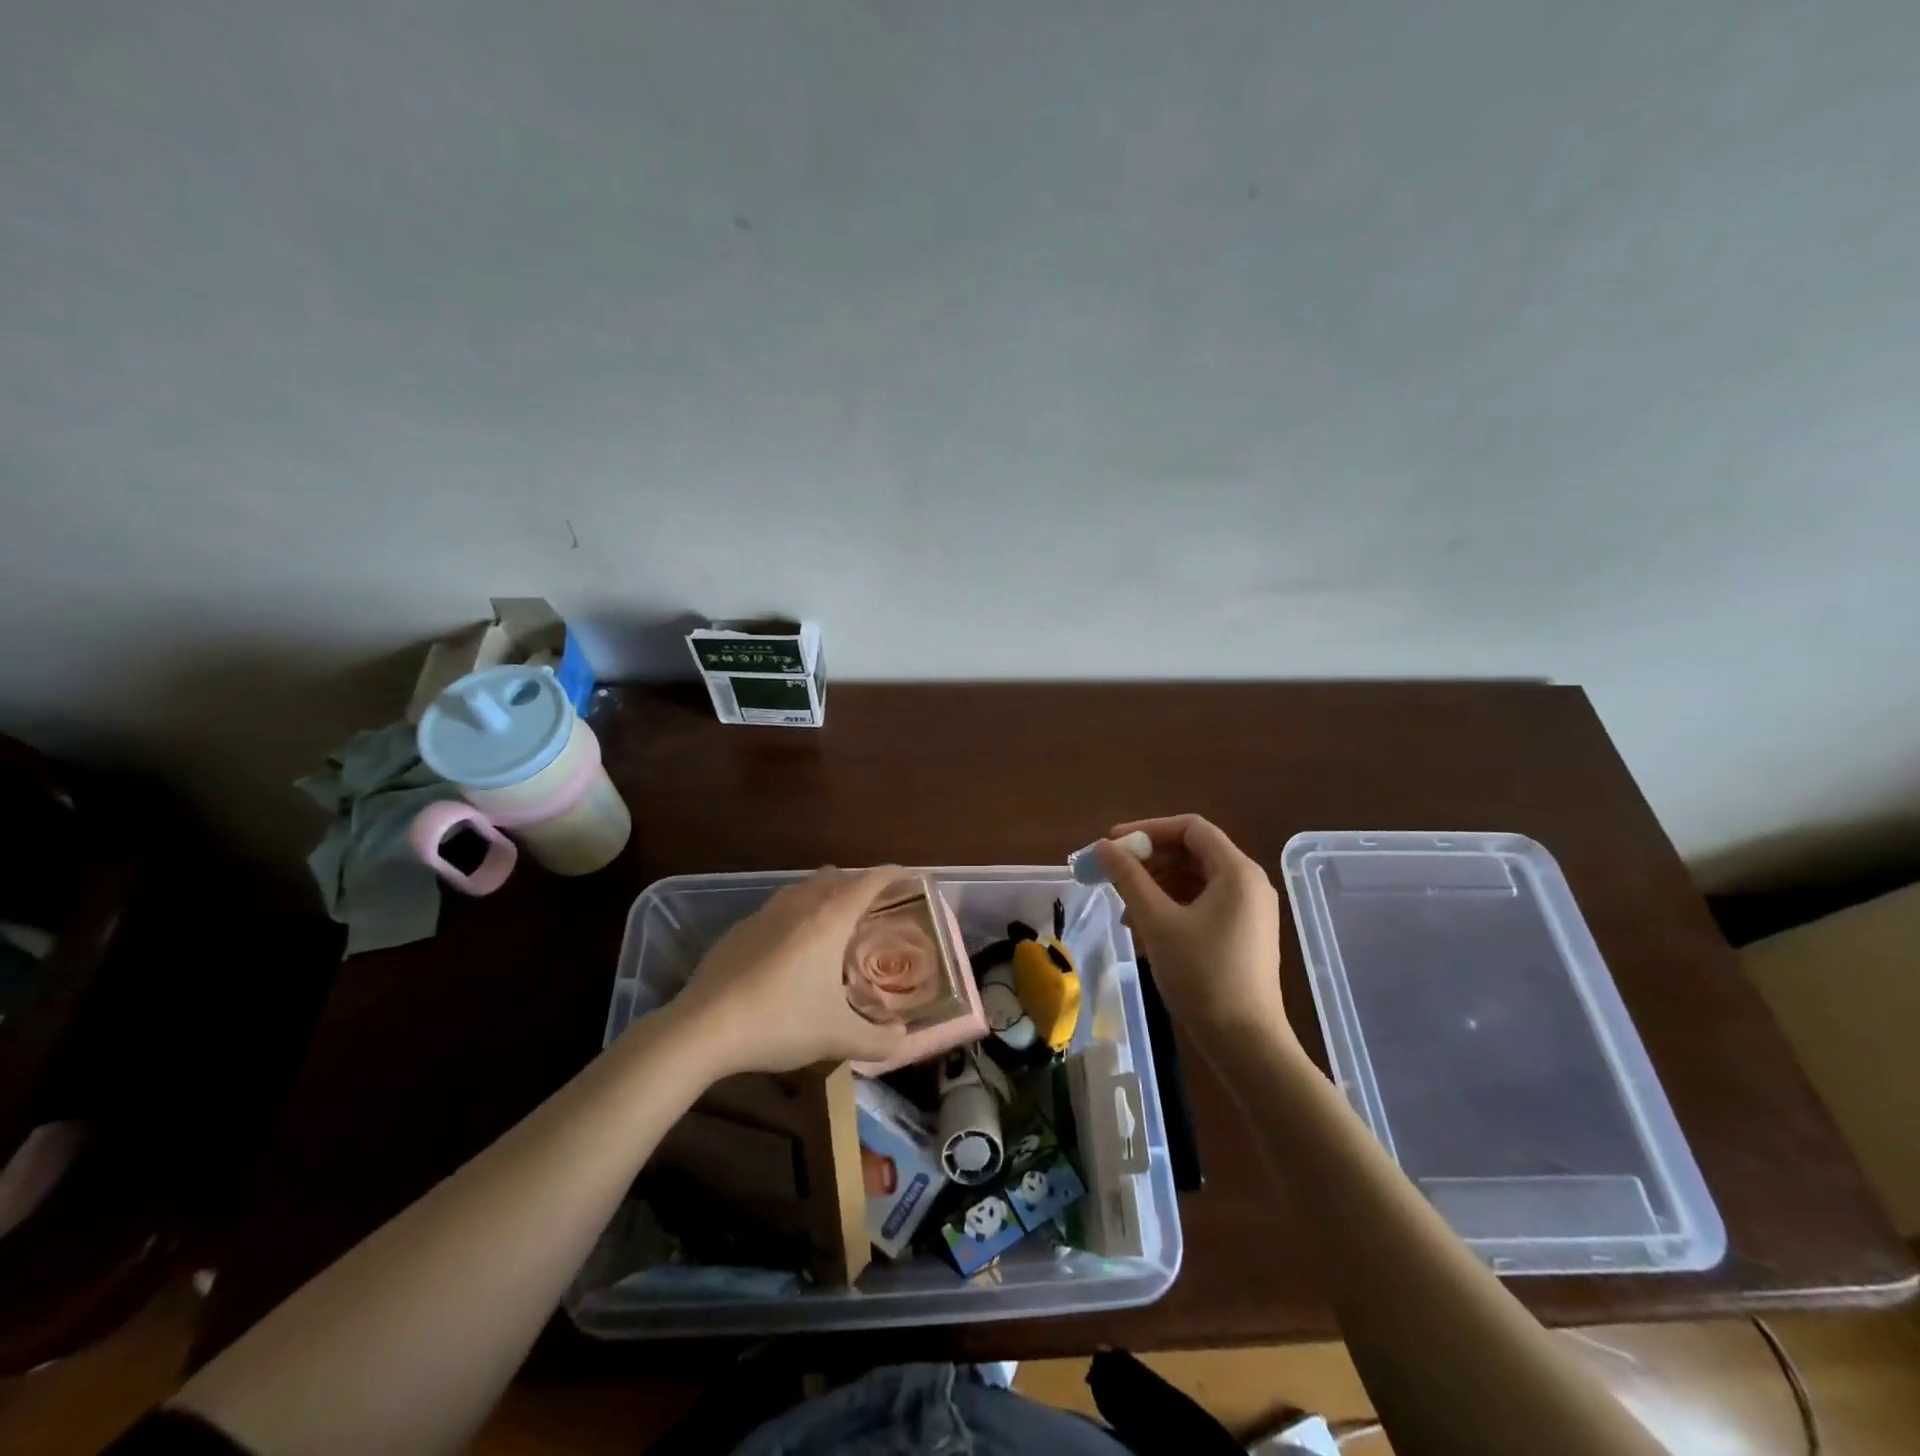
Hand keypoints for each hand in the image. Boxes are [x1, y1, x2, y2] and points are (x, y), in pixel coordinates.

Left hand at [671, 867, 909, 1074]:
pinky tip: (788, 943)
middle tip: (872, 904)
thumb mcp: (837, 1038)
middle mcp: (800, 905)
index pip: (868, 882)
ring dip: (822, 892)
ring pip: (802, 887)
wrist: (703, 1028)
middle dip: (857, 883)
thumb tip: (901, 1038)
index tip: (907, 875)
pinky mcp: (738, 930)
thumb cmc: (781, 1022)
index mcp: (830, 920)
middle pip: (835, 877)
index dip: (890, 874)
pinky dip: (793, 913)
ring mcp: (764, 914)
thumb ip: (877, 1039)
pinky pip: (776, 908)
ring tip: (832, 915)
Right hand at [1096, 815, 1287, 1047]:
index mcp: (1237, 871)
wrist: (1245, 1042)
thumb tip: (1103, 846)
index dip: (1148, 830)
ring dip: (1157, 888)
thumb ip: (1129, 878)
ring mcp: (1249, 910)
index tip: (1114, 844)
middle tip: (1114, 875)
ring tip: (1126, 913)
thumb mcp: (1157, 922)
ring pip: (1195, 881)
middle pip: (1193, 853)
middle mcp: (1249, 883)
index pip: (1190, 828)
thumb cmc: (1201, 975)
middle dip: (1150, 862)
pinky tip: (1147, 933)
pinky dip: (1173, 908)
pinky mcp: (1244, 934)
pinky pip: (1204, 904)